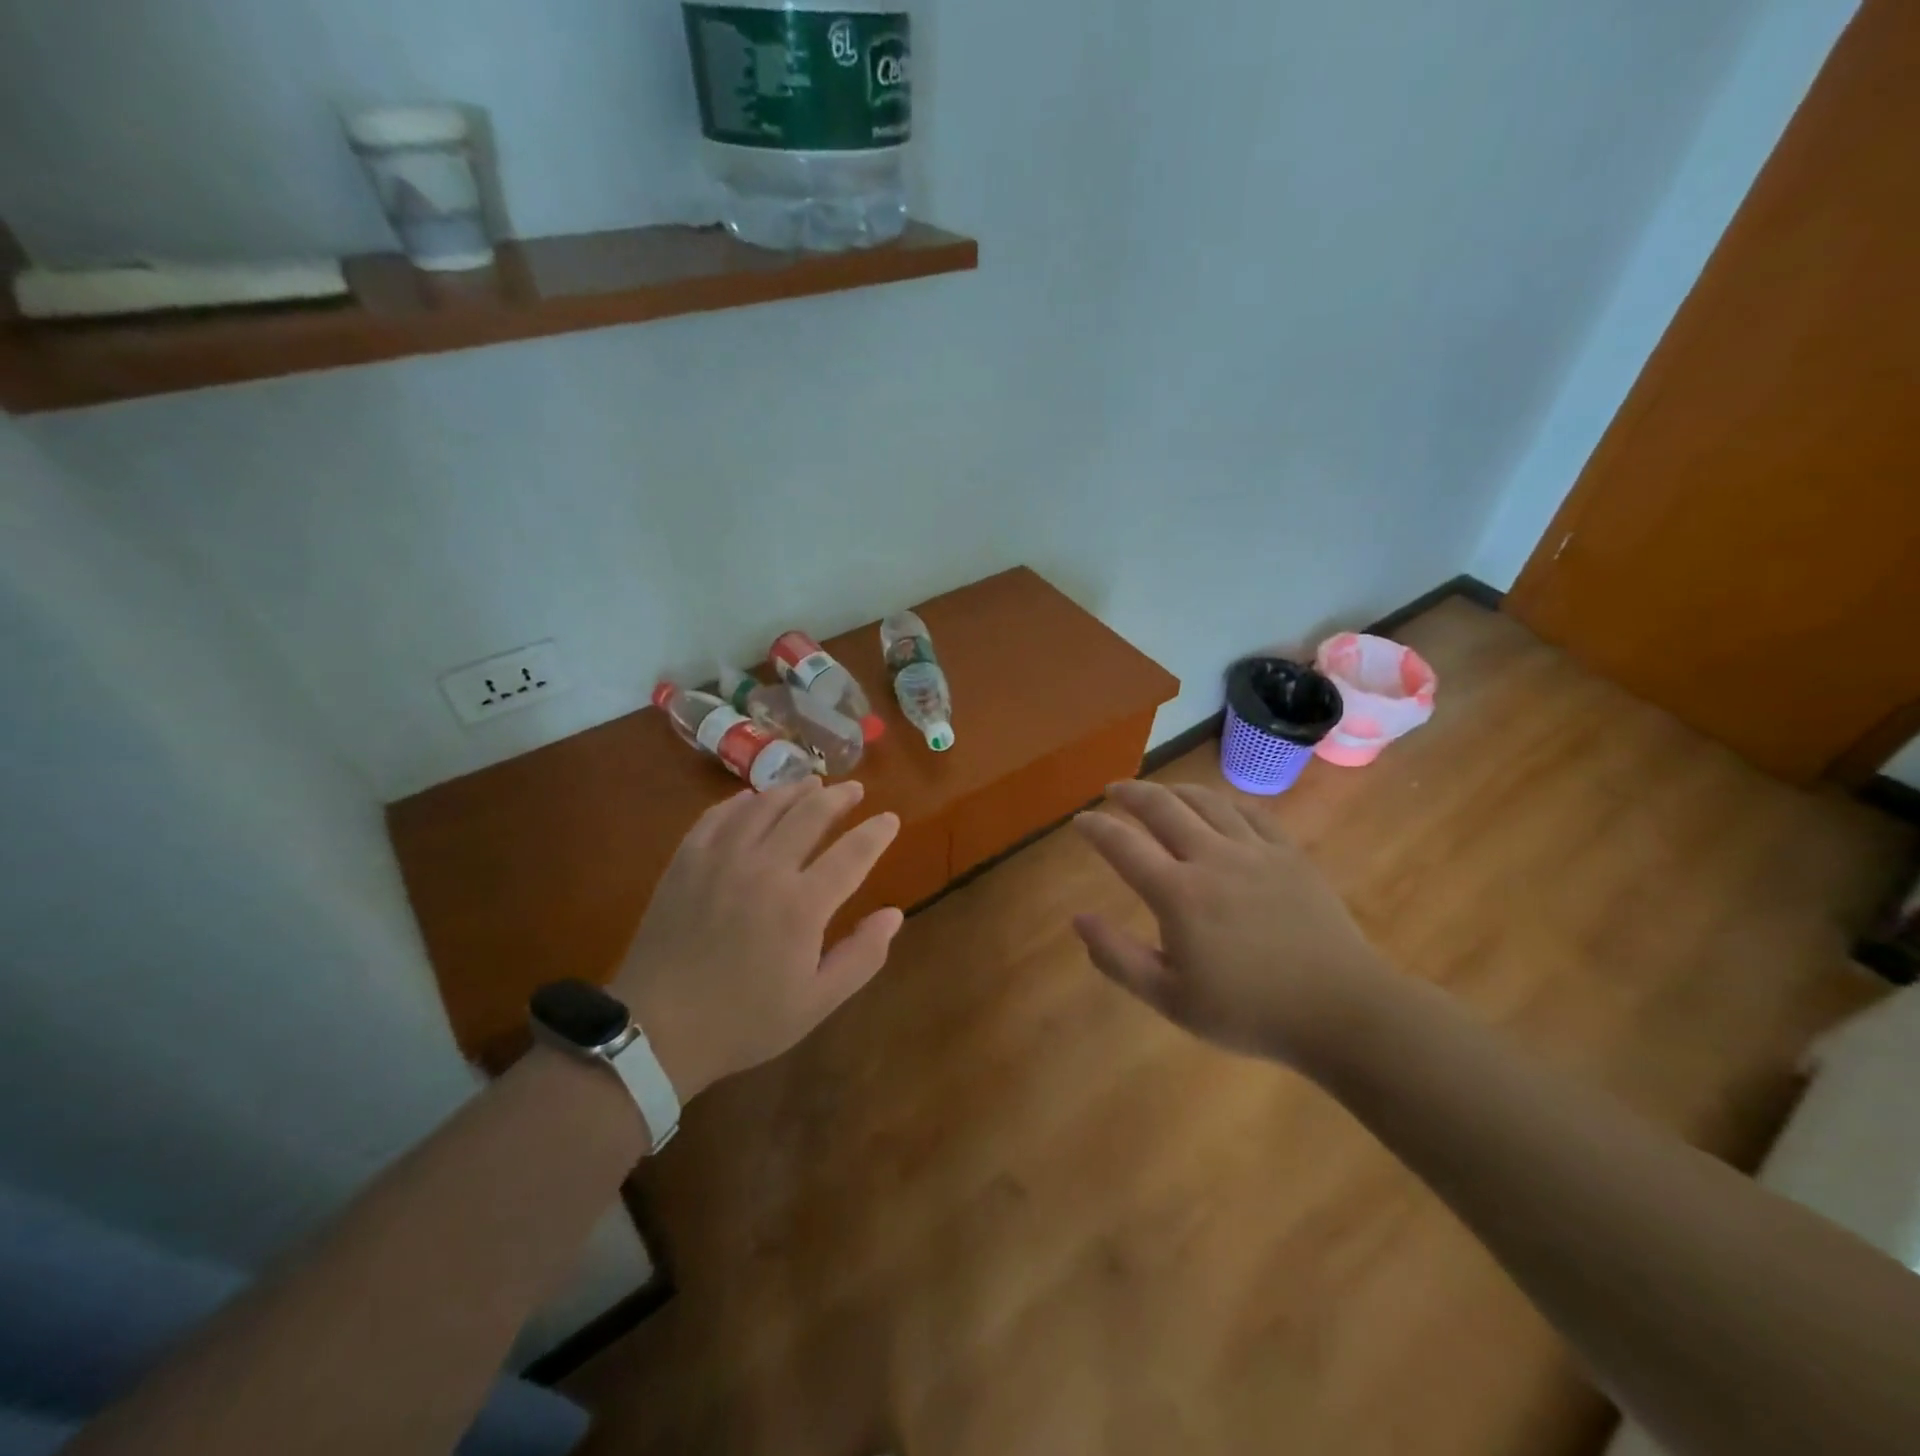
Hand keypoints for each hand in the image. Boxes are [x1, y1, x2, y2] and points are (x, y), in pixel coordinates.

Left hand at [611, 777, 901, 1101]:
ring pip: (765, 805)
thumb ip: (862, 956)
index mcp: (802, 905)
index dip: (876, 832)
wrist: (658, 1030)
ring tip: (811, 783)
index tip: (891, 819)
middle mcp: (765, 869)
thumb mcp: (816, 1002)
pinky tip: (752, 799)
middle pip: (810, 814)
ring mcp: (721, 859)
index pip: (853, 853)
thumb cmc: (744, 1020)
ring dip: (793, 789)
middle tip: (854, 789)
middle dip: (839, 797)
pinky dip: (741, 801)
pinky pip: (718, 815)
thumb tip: (894, 914)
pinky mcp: (686, 860)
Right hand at [1072, 779, 1397, 1066]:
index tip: (1080, 820)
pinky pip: (1251, 812)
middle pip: (1163, 807)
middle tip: (1113, 790)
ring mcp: (1255, 851)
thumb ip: (1118, 958)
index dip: (1096, 828)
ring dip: (1174, 790)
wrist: (1341, 1012)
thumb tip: (1078, 919)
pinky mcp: (1289, 854)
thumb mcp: (1170, 999)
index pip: (1123, 846)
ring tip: (1159, 792)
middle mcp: (1212, 858)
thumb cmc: (1249, 1012)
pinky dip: (1224, 802)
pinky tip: (1217, 806)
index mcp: (1178, 894)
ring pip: (1207, 801)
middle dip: (1131, 793)